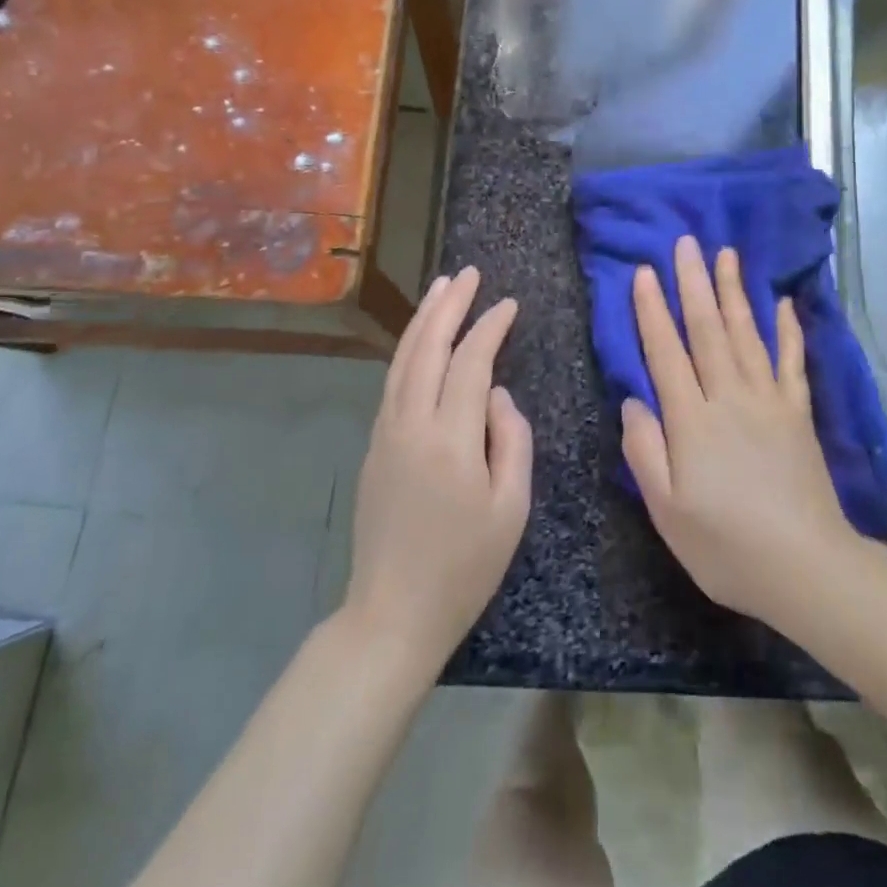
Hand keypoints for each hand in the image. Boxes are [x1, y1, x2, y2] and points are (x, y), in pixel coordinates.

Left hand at [344, 267, 531, 670]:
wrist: (392, 611)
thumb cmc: (465, 567)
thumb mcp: (511, 508)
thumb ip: (511, 440)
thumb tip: (496, 395)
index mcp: (450, 440)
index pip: (471, 363)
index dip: (490, 328)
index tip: (510, 304)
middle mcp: (411, 424)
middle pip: (428, 348)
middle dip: (449, 306)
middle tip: (468, 274)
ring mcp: (386, 433)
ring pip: (403, 360)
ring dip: (423, 320)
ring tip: (442, 288)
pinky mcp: (374, 446)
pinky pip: (393, 382)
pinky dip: (409, 350)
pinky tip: (421, 340)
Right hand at [622, 236, 857, 623]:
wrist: (806, 567)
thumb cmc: (726, 545)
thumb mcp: (666, 510)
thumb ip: (644, 450)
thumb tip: (632, 399)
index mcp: (692, 421)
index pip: (666, 352)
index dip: (653, 311)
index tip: (645, 271)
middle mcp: (729, 397)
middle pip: (707, 330)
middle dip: (694, 283)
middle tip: (686, 243)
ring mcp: (769, 401)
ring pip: (746, 334)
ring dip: (734, 292)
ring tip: (726, 254)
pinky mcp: (798, 413)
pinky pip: (791, 361)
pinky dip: (788, 329)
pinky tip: (783, 303)